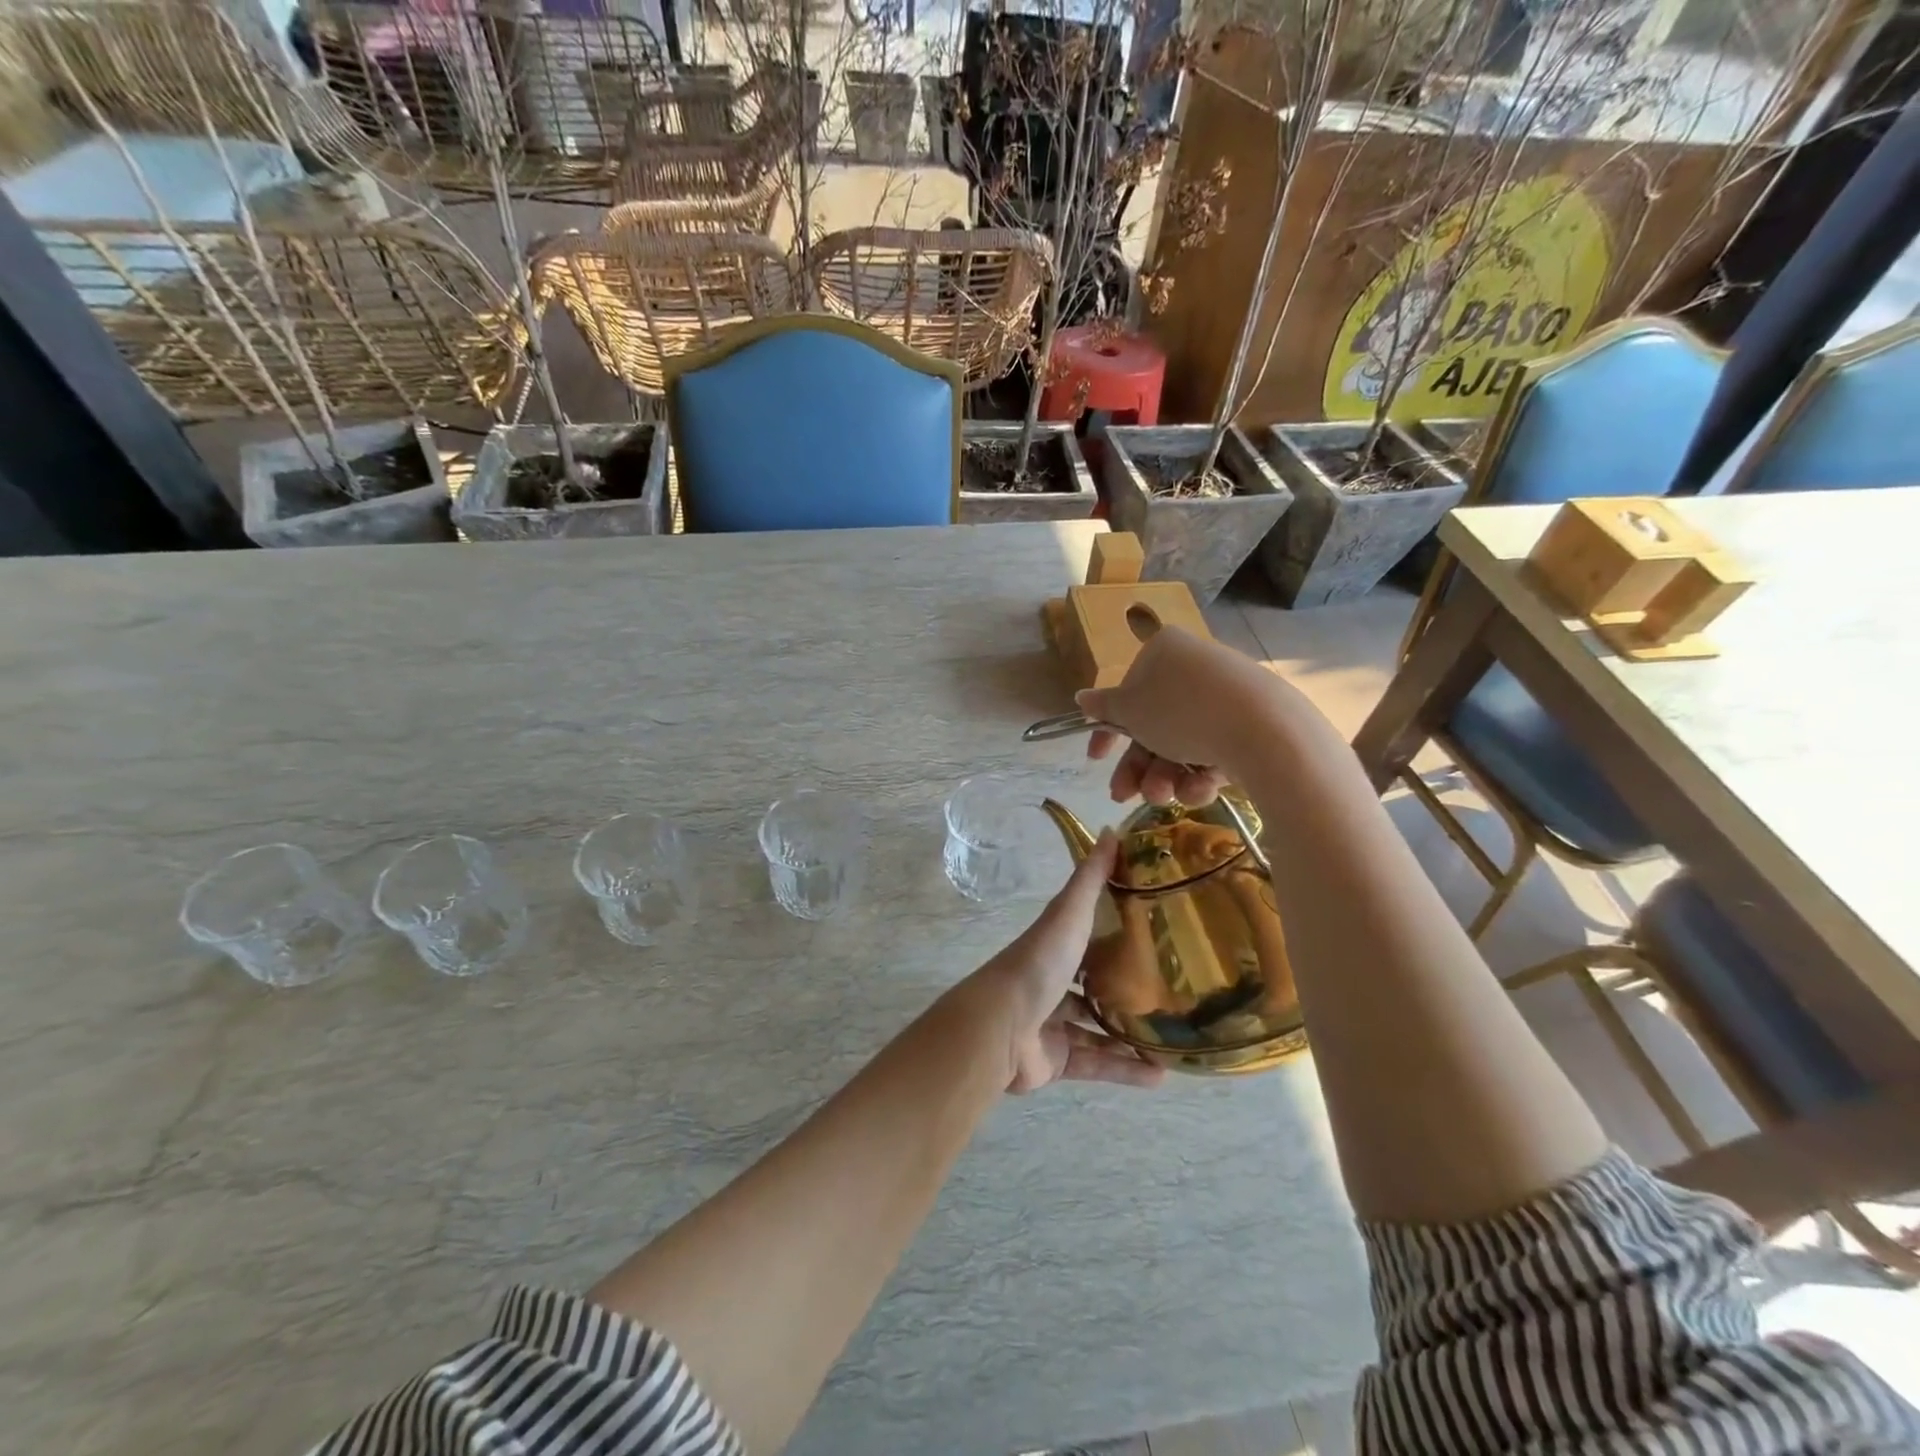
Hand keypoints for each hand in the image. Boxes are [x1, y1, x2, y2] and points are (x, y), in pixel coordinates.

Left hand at [964, 830, 1163, 1094]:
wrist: (1002, 1027)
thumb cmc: (1038, 963)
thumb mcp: (1069, 914)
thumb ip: (1090, 878)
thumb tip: (1111, 829)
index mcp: (1054, 947)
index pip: (1087, 935)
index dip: (1115, 932)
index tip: (1155, 933)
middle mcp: (1052, 982)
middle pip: (1092, 984)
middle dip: (1125, 988)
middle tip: (1171, 992)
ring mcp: (1053, 1022)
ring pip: (1097, 1028)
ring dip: (1130, 1034)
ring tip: (1173, 1037)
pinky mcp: (1057, 1059)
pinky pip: (1096, 1064)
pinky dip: (1125, 1070)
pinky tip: (1160, 1076)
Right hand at [1074, 628, 1269, 805]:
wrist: (1264, 729)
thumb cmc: (1181, 710)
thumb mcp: (1130, 711)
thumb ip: (1103, 707)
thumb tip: (1080, 698)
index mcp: (1164, 652)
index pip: (1127, 693)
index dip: (1107, 731)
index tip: (1096, 759)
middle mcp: (1195, 668)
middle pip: (1154, 725)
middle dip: (1138, 766)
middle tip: (1125, 795)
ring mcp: (1227, 696)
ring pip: (1183, 744)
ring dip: (1165, 776)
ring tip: (1164, 797)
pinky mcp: (1253, 723)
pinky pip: (1215, 749)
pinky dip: (1202, 774)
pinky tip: (1201, 790)